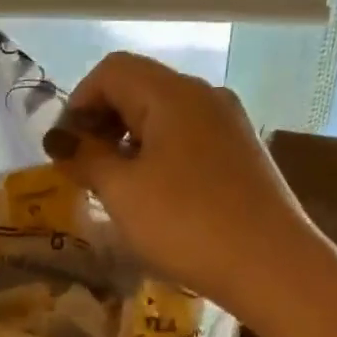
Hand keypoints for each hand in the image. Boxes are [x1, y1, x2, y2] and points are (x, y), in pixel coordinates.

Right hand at [50, 54, 307, 316]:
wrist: (273, 266)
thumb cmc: (186, 224)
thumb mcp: (122, 191)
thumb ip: (86, 157)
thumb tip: (63, 141)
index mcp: (172, 93)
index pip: (112, 70)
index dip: (78, 102)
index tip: (65, 148)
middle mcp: (205, 95)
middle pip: (139, 87)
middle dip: (102, 121)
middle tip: (83, 168)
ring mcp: (229, 124)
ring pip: (164, 115)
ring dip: (129, 140)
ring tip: (115, 186)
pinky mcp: (242, 153)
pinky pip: (188, 138)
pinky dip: (159, 154)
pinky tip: (154, 195)